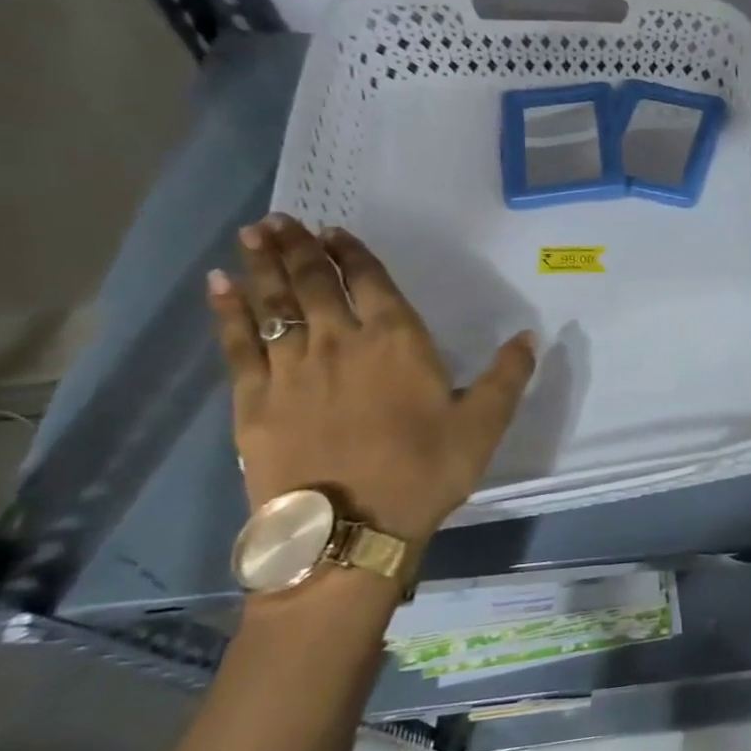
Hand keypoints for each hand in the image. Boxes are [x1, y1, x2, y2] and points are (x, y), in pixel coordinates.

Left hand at [207, 214, 535, 545]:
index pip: (370, 282)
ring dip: (263, 265)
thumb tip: (530, 336)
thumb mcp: (484, 424)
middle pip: (314, 283)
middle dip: (299, 248)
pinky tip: (220, 287)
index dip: (351, 253)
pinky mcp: (255, 401)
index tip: (334, 231)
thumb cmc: (425, 472)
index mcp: (398, 342)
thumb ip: (507, 375)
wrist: (350, 531)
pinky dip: (228, 311)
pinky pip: (237, 344)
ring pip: (274, 304)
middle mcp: (340, 342)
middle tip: (281, 218)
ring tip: (253, 233)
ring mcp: (291, 369)